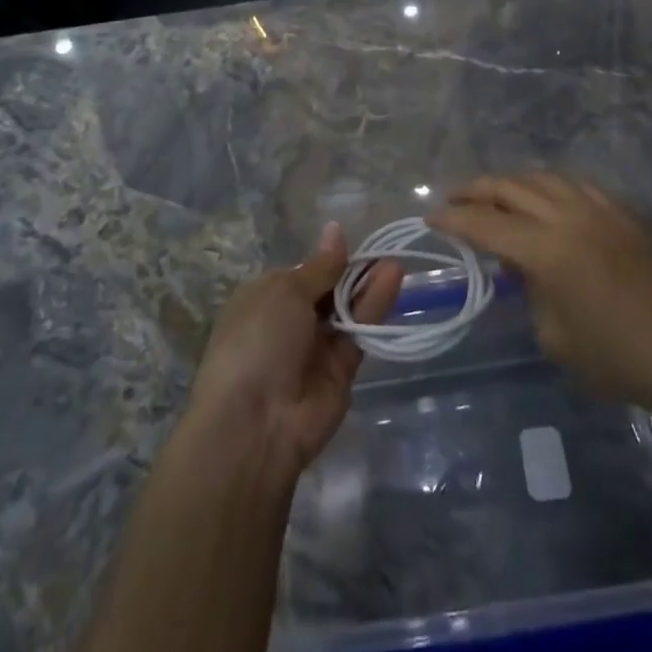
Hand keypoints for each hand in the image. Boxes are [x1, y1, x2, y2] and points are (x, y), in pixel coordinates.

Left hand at [187, 225, 403, 475]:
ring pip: (347, 309)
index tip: (353, 241)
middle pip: (328, 290)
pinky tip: (393, 279)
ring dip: (368, 284)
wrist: (256, 421)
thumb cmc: (258, 339)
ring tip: (396, 260)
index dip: (327, 259)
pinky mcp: (341, 370)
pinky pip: (360, 331)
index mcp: (264, 298)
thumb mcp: (285, 291)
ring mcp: (315, 347)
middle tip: (384, 247)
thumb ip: (320, 266)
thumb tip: (335, 229)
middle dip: (352, 271)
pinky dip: (376, 306)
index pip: (302, 273)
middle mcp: (289, 321)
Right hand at [430, 173, 651, 411]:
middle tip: (452, 199)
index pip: (485, 224)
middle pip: (509, 187)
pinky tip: (540, 198)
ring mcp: (597, 209)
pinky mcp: (620, 212)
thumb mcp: (553, 336)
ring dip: (509, 182)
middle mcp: (568, 218)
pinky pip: (573, 184)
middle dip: (474, 190)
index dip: (453, 219)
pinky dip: (546, 185)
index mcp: (547, 251)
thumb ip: (527, 290)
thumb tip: (518, 265)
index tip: (431, 218)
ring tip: (491, 194)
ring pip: (540, 177)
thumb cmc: (615, 358)